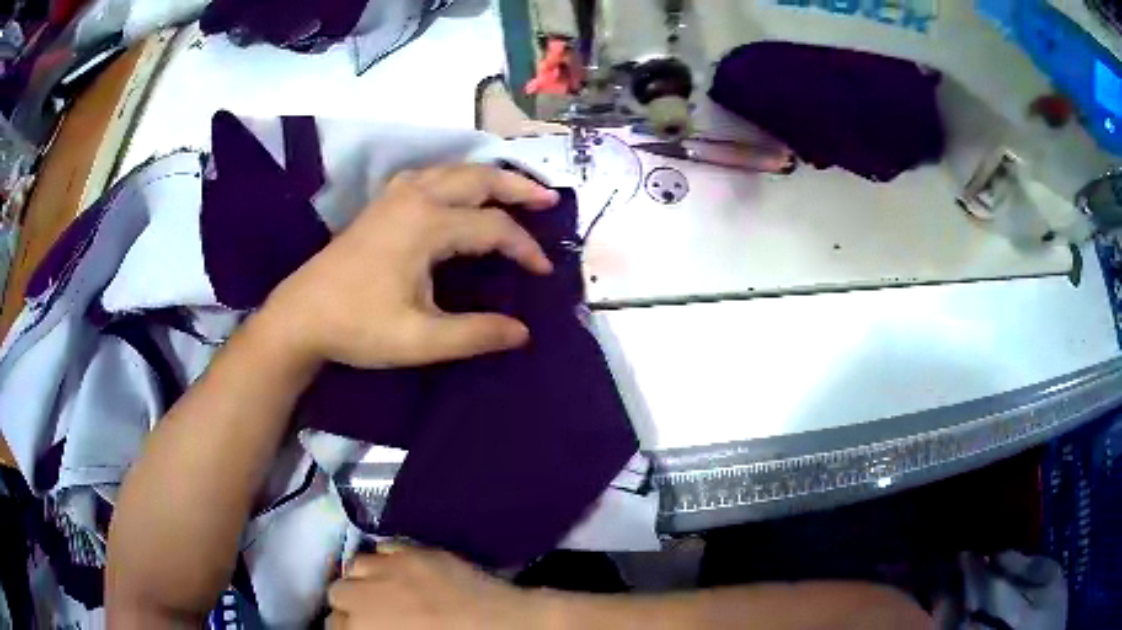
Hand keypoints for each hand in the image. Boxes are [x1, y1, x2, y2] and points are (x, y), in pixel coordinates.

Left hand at [260, 164, 559, 368]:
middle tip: (550, 199)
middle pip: (478, 179)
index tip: (543, 272)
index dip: (525, 248)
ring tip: (513, 190)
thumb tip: (523, 332)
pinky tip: (457, 190)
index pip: (493, 227)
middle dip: (518, 188)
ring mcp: (395, 195)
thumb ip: (475, 334)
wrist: (301, 316)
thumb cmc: (358, 326)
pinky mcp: (382, 203)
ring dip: (487, 177)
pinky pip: (430, 175)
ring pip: (453, 170)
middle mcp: (415, 197)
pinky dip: (456, 177)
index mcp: (428, 225)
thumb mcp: (420, 341)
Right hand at [327, 549, 548, 629]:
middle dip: (351, 604)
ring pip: (354, 566)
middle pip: (338, 593)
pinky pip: (385, 549)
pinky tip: (401, 572)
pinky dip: (387, 560)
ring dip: (364, 578)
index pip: (335, 626)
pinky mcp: (415, 551)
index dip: (347, 629)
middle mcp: (366, 596)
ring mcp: (390, 569)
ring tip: (383, 590)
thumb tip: (366, 626)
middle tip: (371, 615)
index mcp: (365, 628)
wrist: (507, 628)